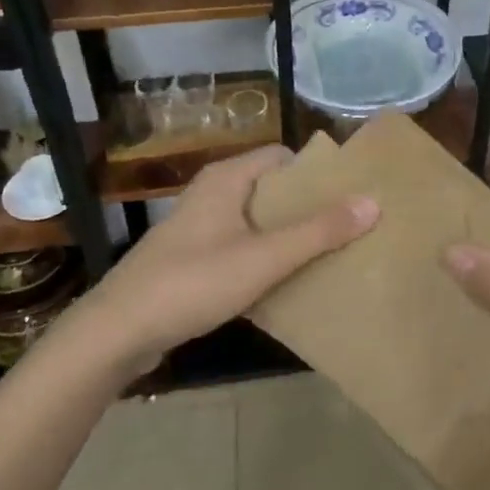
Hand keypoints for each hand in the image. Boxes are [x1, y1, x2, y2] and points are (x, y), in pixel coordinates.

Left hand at [66, 146, 377, 379]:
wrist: (117, 332)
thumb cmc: (193, 282)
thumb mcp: (264, 257)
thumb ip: (318, 232)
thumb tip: (372, 202)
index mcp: (227, 179)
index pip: (282, 157)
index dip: (317, 173)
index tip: (350, 194)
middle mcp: (213, 194)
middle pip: (272, 189)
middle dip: (308, 207)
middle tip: (349, 227)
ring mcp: (200, 228)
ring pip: (256, 221)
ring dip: (288, 235)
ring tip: (327, 255)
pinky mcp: (192, 259)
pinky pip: (240, 246)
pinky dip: (265, 257)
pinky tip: (286, 282)